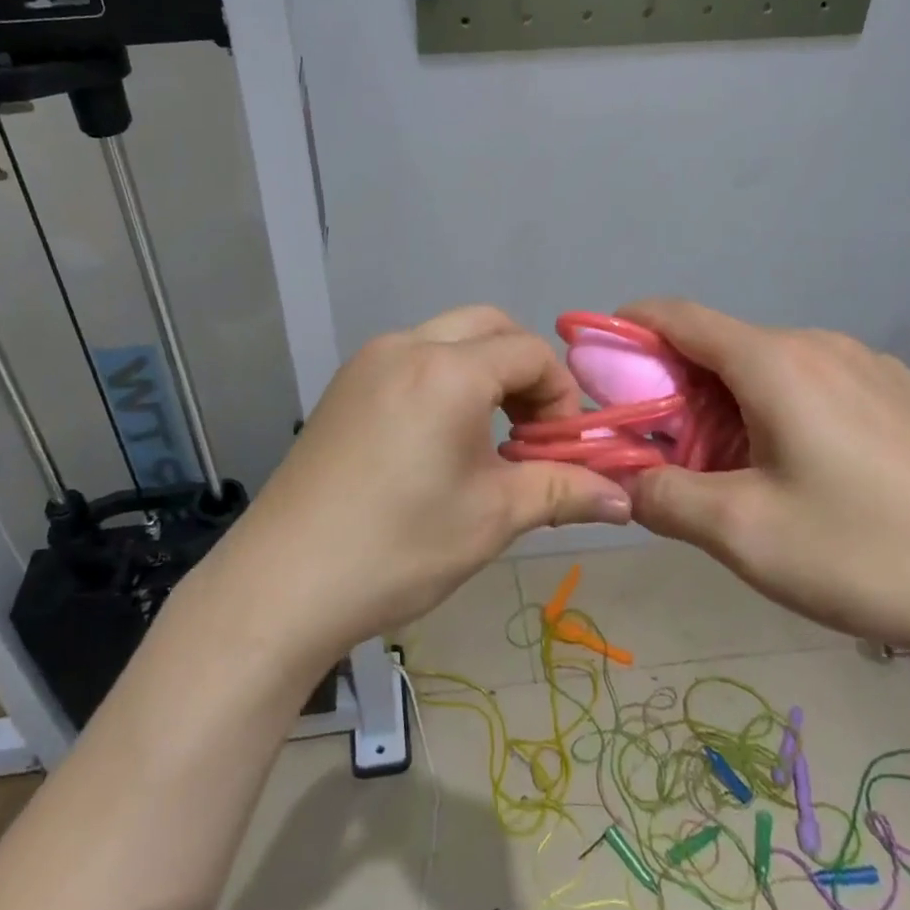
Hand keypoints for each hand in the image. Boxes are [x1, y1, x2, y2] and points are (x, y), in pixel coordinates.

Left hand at [217, 306, 631, 656]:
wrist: (283, 583)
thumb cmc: (399, 547)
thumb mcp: (493, 517)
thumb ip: (564, 492)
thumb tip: (626, 499)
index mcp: (447, 369)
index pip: (530, 352)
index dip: (561, 396)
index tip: (560, 450)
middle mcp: (406, 345)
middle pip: (489, 327)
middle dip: (524, 371)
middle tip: (529, 432)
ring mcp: (368, 361)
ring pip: (447, 338)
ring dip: (483, 373)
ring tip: (487, 439)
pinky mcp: (345, 384)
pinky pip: (412, 359)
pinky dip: (444, 380)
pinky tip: (438, 440)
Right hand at [620, 299, 909, 676]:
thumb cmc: (865, 555)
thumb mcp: (742, 535)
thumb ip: (662, 496)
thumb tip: (625, 479)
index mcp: (777, 362)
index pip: (679, 315)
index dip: (629, 326)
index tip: (598, 358)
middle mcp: (824, 346)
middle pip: (724, 346)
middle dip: (680, 385)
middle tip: (669, 446)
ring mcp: (875, 367)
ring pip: (774, 368)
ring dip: (734, 401)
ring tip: (743, 469)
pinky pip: (823, 385)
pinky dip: (786, 409)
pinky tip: (813, 473)